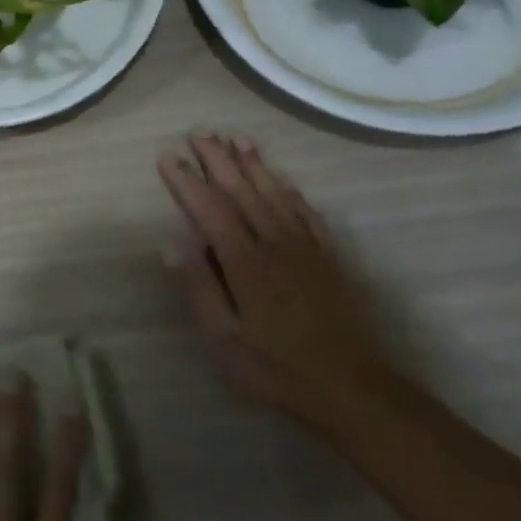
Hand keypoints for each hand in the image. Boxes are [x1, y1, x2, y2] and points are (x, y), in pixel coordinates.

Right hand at [158, 133, 385, 430]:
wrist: (352, 387)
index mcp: (244, 260)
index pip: (209, 208)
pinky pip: (307, 213)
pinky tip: (282, 179)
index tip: (167, 156)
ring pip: (275, 194)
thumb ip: (198, 287)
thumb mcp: (223, 339)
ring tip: (237, 138)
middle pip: (242, 191)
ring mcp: (306, 247)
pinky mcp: (330, 258)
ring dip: (254, 164)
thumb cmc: (276, 367)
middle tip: (199, 133)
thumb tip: (172, 243)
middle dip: (218, 160)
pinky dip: (291, 191)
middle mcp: (274, 242)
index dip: (187, 180)